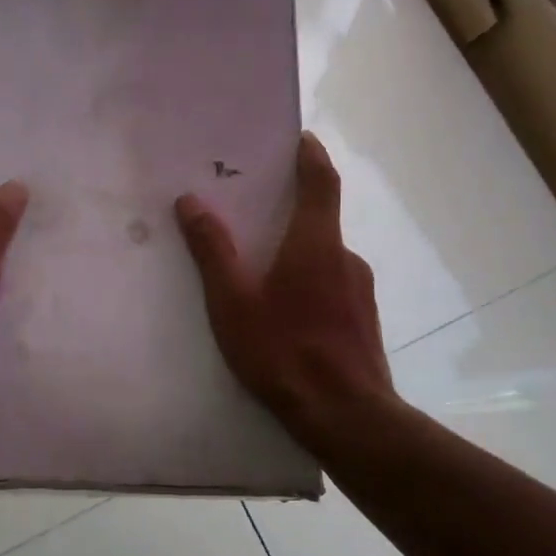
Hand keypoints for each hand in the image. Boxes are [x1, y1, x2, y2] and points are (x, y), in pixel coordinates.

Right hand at [175, 132, 392, 449]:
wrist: (347, 416)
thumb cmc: (284, 353)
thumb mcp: (233, 303)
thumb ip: (213, 251)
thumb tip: (191, 202)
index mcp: (316, 244)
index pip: (321, 182)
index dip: (311, 155)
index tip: (300, 138)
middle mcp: (345, 258)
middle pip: (320, 220)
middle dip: (290, 211)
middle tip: (255, 214)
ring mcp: (360, 291)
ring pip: (324, 258)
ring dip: (298, 254)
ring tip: (262, 273)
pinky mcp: (364, 320)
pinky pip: (332, 286)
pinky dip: (309, 283)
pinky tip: (286, 315)